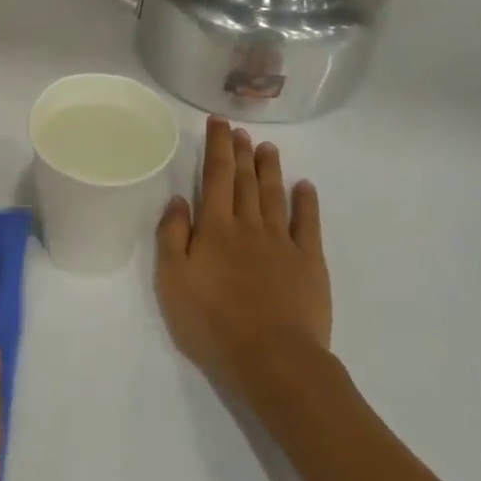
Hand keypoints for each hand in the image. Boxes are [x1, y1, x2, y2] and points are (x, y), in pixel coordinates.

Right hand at [155, 117, 332, 402]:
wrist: (272, 358)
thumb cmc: (212, 323)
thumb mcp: (172, 281)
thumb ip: (172, 236)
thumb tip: (179, 199)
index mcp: (215, 228)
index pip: (215, 176)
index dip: (216, 147)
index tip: (218, 122)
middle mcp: (249, 226)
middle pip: (246, 181)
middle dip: (241, 152)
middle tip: (239, 130)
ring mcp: (283, 242)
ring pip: (275, 195)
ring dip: (270, 169)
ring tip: (267, 148)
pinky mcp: (309, 262)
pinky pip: (308, 223)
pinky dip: (306, 202)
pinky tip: (305, 187)